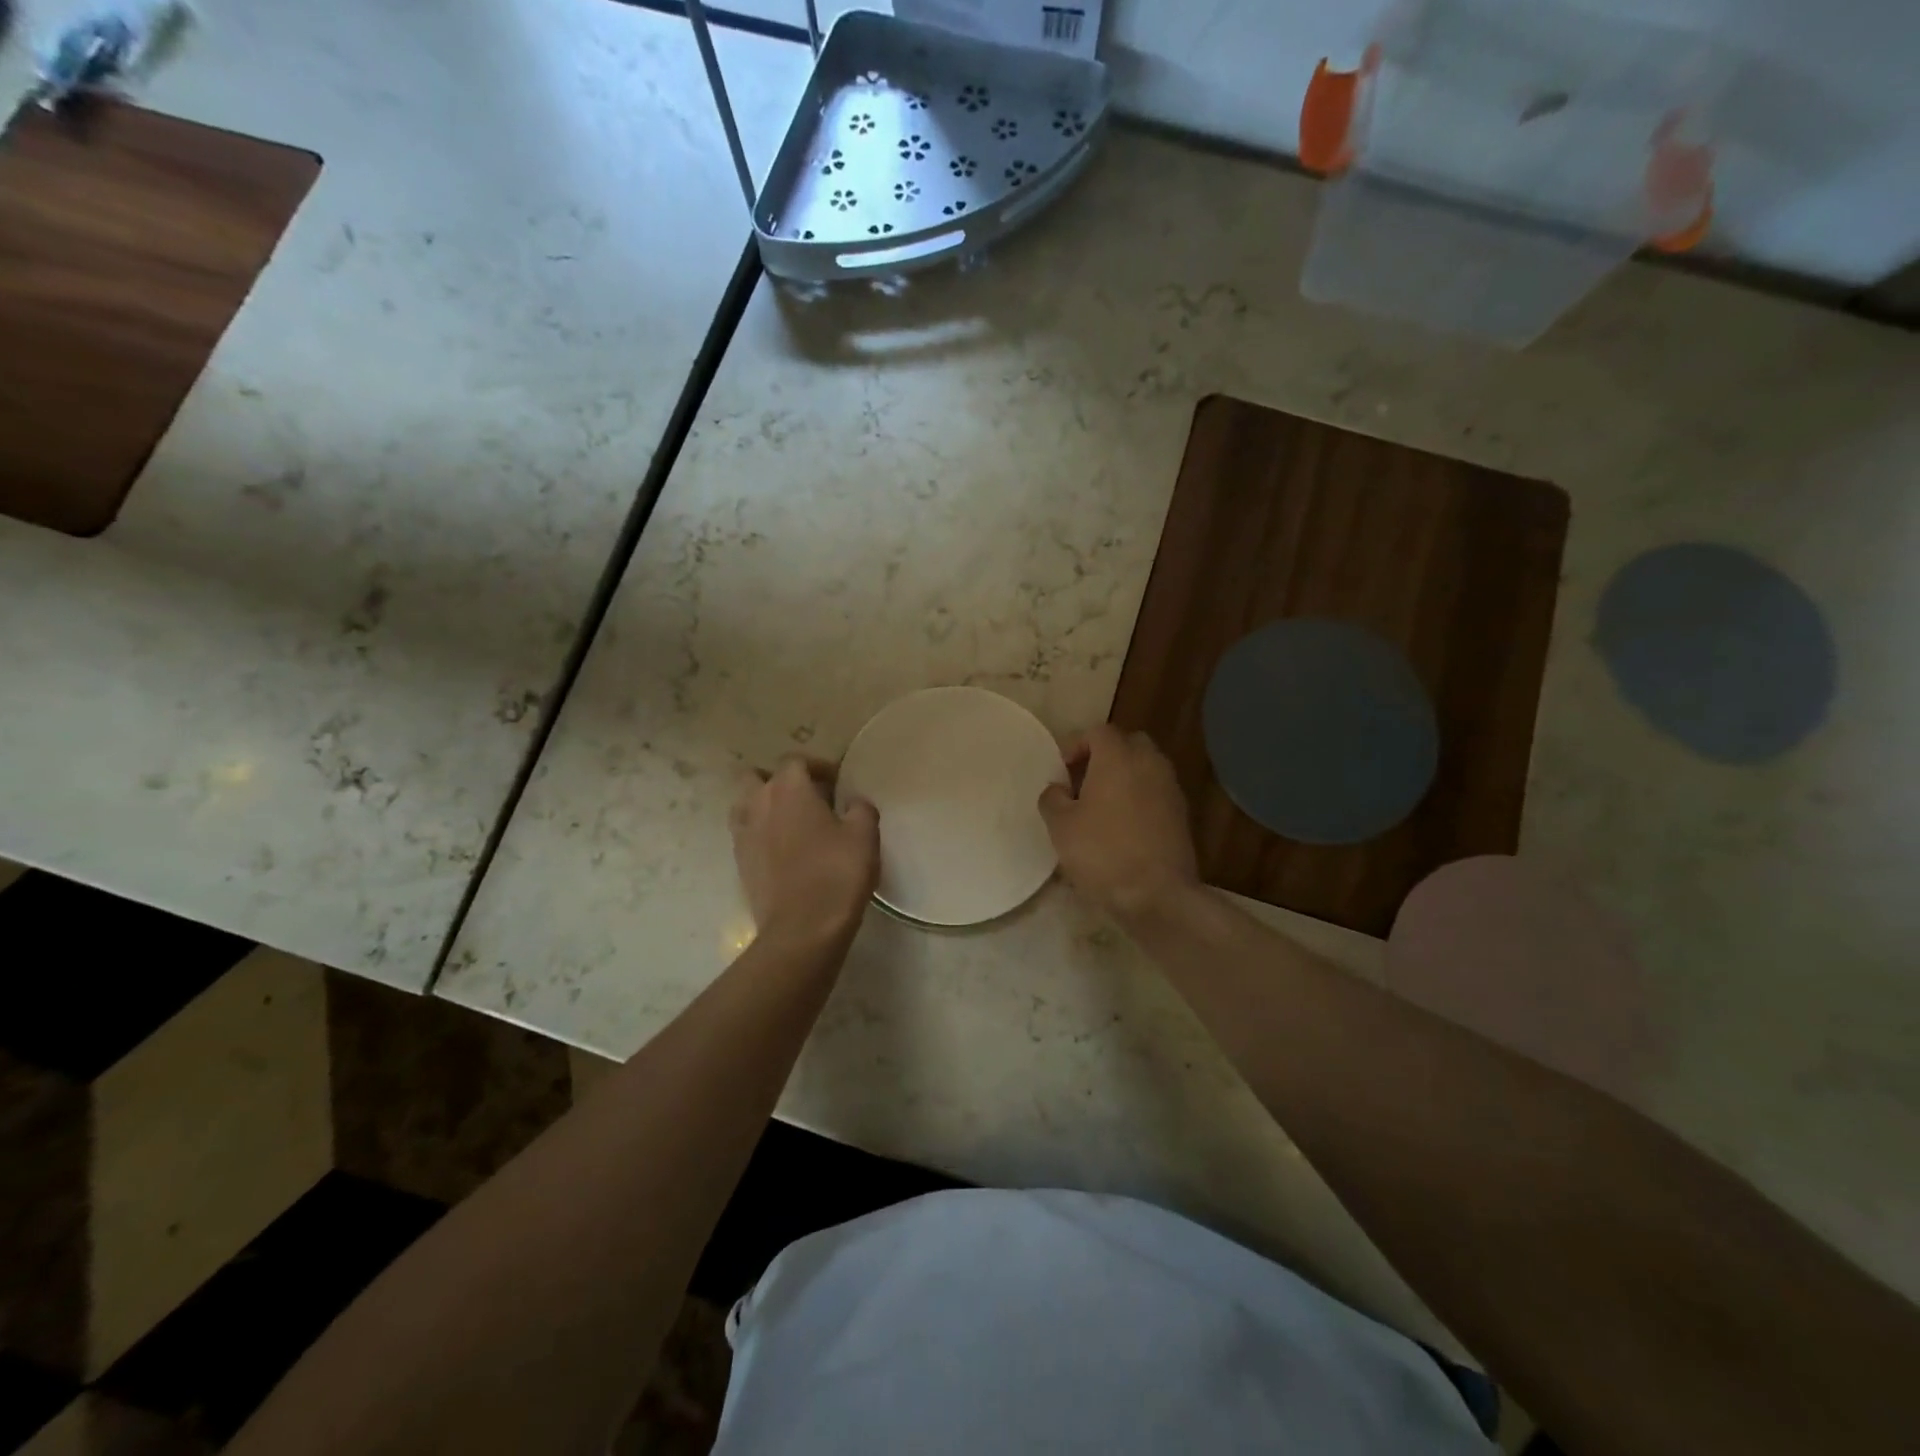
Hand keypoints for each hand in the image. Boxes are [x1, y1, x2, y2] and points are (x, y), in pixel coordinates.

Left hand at [730, 756, 879, 949]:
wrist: (802, 929)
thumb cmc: (836, 873)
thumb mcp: (864, 835)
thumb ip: (860, 808)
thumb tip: (853, 803)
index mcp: (789, 788)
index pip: (796, 760)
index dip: (817, 766)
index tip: (837, 782)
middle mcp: (759, 803)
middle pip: (758, 777)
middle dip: (780, 781)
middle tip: (808, 798)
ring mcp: (743, 833)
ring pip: (745, 804)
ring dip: (764, 805)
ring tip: (791, 823)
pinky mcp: (739, 862)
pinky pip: (745, 834)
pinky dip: (760, 833)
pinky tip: (782, 850)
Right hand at [1038, 724, 1200, 922]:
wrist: (1157, 894)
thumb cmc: (1102, 853)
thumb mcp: (1061, 826)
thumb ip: (1053, 798)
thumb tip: (1058, 789)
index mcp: (1118, 758)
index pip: (1099, 732)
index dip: (1076, 744)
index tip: (1062, 770)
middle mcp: (1150, 763)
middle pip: (1128, 743)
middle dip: (1105, 755)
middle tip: (1083, 781)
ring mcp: (1171, 788)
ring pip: (1146, 767)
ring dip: (1124, 777)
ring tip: (1101, 805)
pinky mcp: (1182, 814)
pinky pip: (1156, 791)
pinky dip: (1139, 797)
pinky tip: (1122, 825)